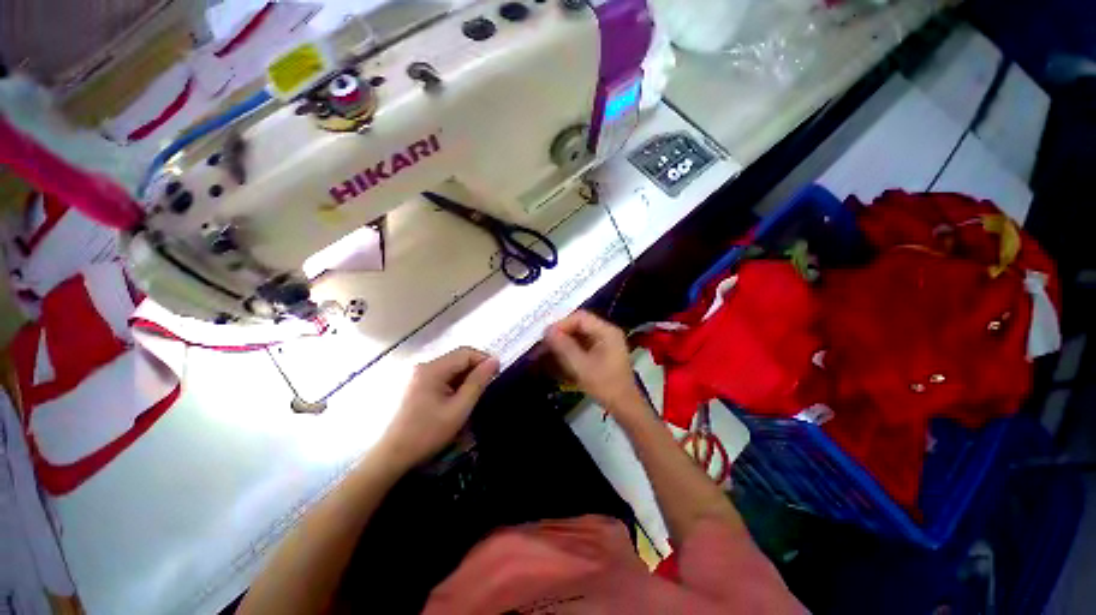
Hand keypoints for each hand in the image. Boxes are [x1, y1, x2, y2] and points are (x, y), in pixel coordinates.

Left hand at [381, 347, 499, 469]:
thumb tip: (494, 361)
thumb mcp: (459, 408)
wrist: (393, 456)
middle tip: (489, 386)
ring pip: (452, 367)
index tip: (497, 375)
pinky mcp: (417, 385)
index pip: (466, 353)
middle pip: (458, 358)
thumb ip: (478, 382)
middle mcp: (424, 366)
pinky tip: (459, 398)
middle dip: (476, 369)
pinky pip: (443, 376)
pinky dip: (455, 383)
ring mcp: (419, 375)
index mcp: (433, 369)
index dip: (484, 360)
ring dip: (466, 377)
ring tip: (475, 394)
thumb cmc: (428, 433)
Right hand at [545, 311, 643, 415]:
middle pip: (580, 324)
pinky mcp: (602, 351)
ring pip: (579, 334)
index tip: (546, 336)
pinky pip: (583, 343)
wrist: (624, 406)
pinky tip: (559, 356)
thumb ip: (564, 347)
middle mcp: (607, 332)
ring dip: (564, 340)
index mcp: (606, 331)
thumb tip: (547, 331)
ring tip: (548, 349)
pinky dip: (570, 348)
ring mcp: (605, 341)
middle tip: (544, 342)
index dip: (561, 324)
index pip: (580, 317)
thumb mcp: (581, 366)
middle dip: (561, 332)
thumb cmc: (605, 385)